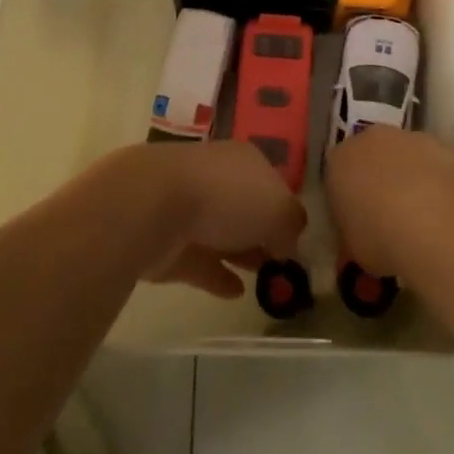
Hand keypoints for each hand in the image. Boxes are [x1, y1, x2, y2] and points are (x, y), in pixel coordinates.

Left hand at [127, 141, 307, 298]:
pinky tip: (237, 293)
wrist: (155, 206)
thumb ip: (292, 225)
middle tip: (282, 262)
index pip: (273, 183)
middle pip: (248, 206)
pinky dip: (219, 275)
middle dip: (264, 231)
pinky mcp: (171, 243)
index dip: (287, 210)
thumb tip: (289, 243)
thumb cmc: (227, 197)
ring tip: (265, 279)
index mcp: (246, 160)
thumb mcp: (279, 208)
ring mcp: (191, 209)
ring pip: (225, 233)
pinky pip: (202, 262)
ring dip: (243, 253)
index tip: (298, 240)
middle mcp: (219, 178)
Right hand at [324, 127, 453, 275]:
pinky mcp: (441, 144)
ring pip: (403, 157)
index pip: (336, 175)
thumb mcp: (354, 249)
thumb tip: (362, 235)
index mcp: (339, 161)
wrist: (436, 221)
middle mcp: (370, 139)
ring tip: (421, 219)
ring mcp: (408, 137)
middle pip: (370, 157)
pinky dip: (435, 182)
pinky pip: (432, 164)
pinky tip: (444, 212)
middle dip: (377, 181)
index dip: (346, 199)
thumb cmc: (382, 237)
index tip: (357, 223)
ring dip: (408, 178)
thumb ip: (353, 234)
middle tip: (388, 217)